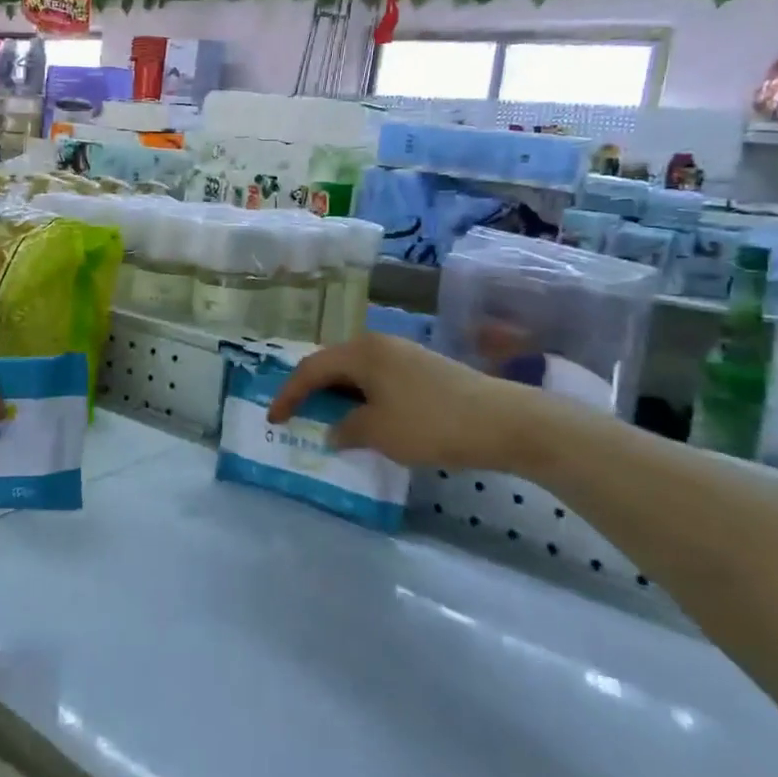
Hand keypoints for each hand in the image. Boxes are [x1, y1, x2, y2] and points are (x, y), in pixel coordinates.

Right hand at [267, 333, 546, 471]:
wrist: (503, 421)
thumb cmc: (431, 423)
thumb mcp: (379, 432)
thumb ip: (346, 429)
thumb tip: (332, 431)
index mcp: (361, 352)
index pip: (311, 369)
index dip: (288, 394)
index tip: (274, 419)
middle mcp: (379, 344)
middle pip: (333, 365)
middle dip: (312, 391)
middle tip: (297, 415)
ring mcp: (404, 354)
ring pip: (357, 372)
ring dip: (339, 396)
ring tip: (328, 419)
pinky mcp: (423, 369)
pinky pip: (378, 380)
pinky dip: (363, 398)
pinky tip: (367, 419)